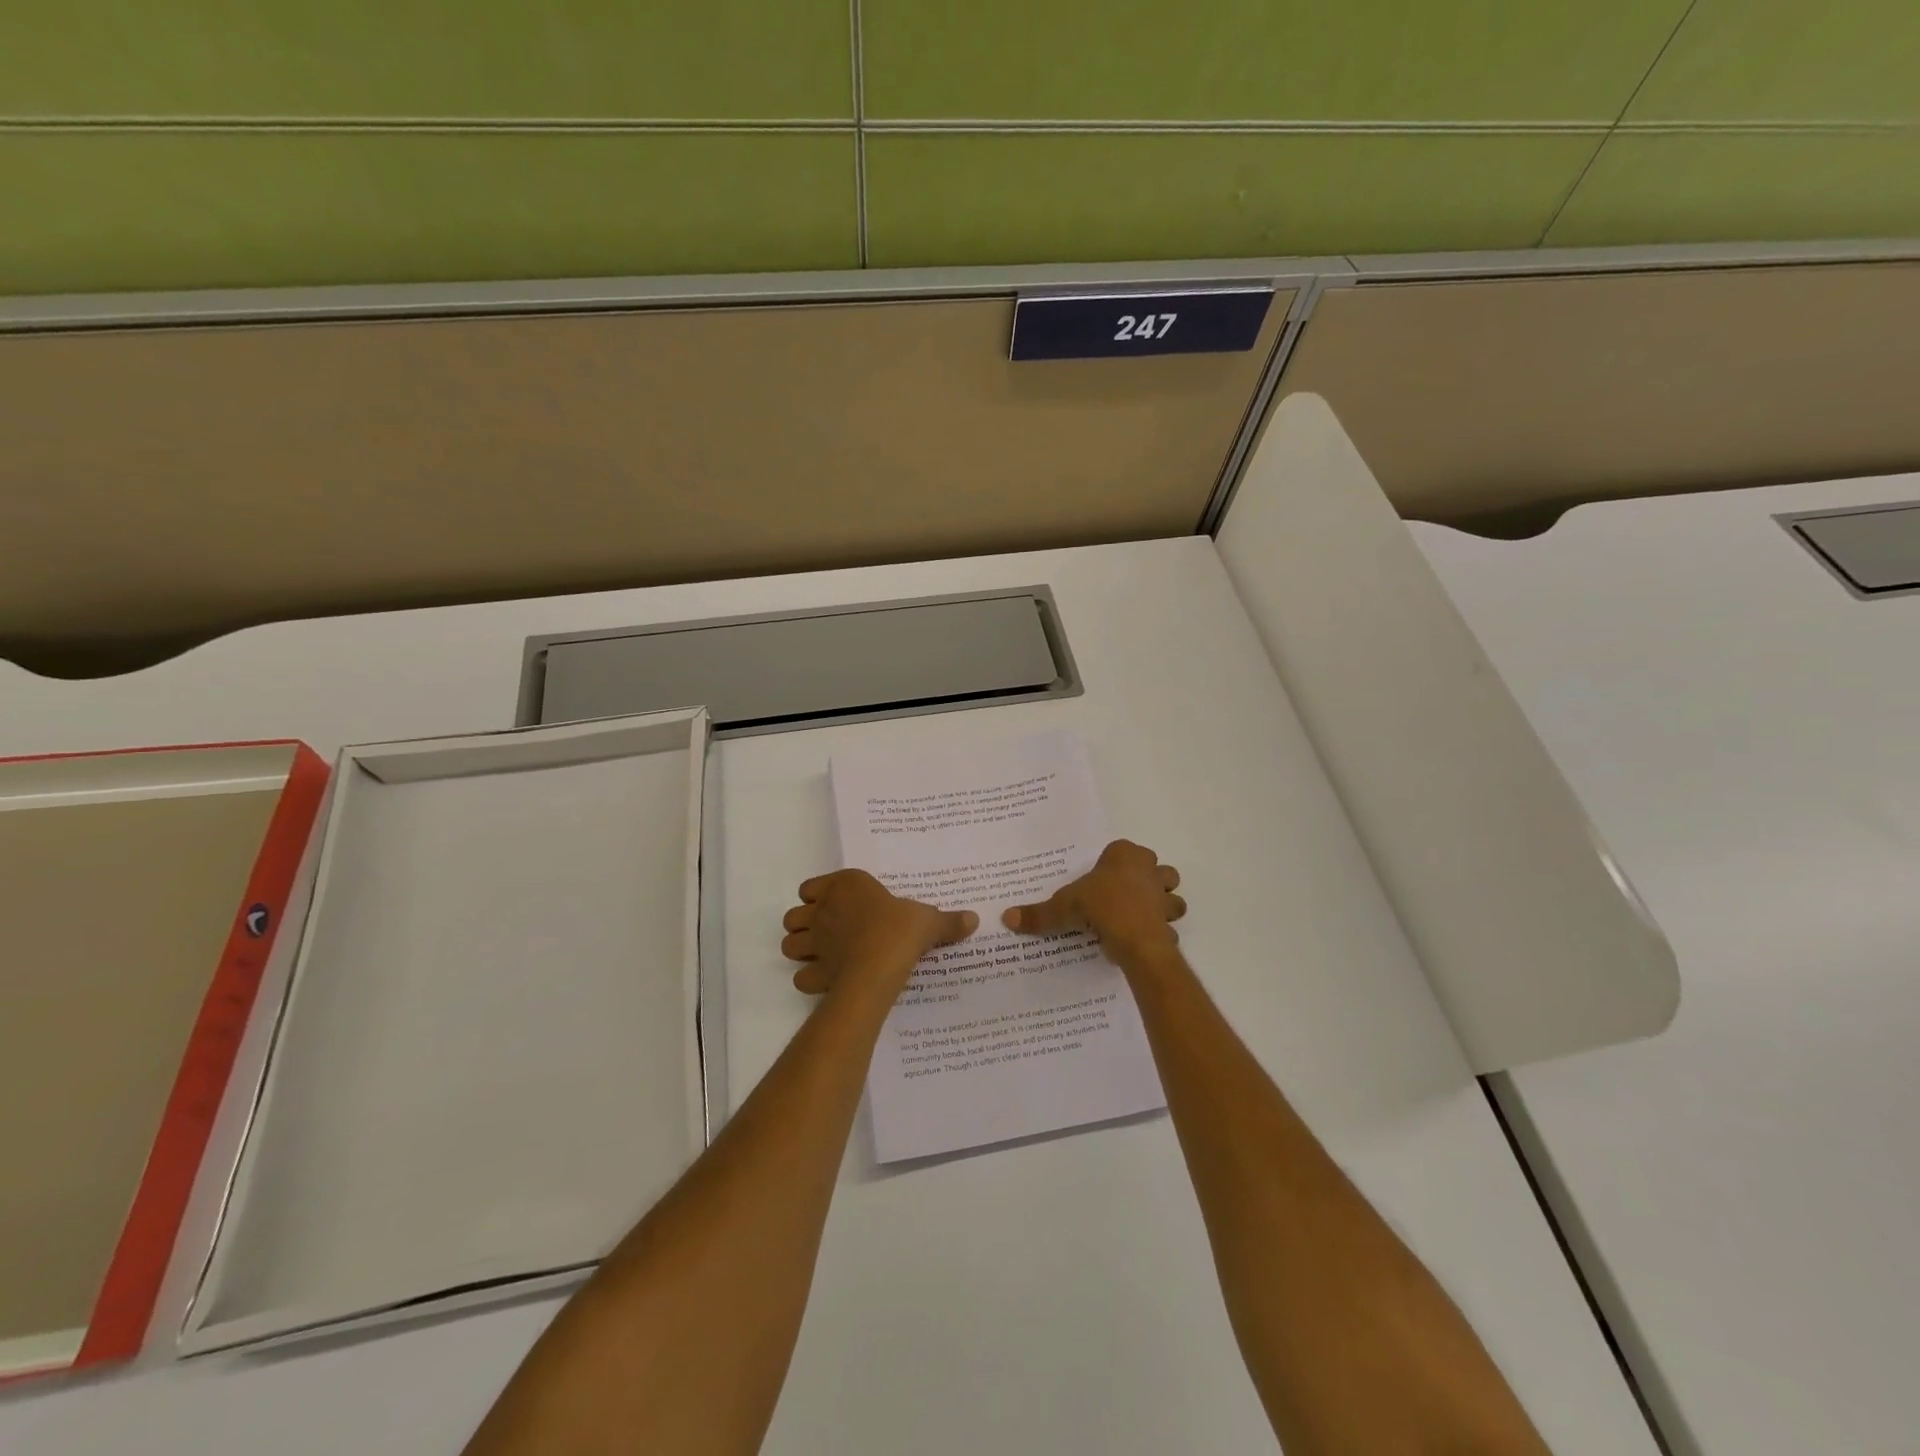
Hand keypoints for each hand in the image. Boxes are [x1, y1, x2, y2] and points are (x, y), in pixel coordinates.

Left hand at [781, 869, 978, 1001]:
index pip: (810, 887)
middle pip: (794, 916)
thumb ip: (947, 921)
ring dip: (801, 949)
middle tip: (828, 933)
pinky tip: (828, 981)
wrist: (880, 966)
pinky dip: (810, 979)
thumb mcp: (928, 920)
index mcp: (846, 886)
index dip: (818, 897)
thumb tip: (974, 919)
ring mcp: (815, 943)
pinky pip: (801, 976)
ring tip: (822, 955)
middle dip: (804, 924)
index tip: (837, 905)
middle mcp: (823, 911)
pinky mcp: (814, 973)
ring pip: (789, 944)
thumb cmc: (900, 930)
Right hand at [1002, 839, 1185, 971]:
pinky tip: (1142, 941)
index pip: (1122, 850)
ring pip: (1171, 895)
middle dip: (1147, 879)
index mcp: (1125, 856)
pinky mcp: (1170, 922)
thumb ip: (1038, 913)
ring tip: (1139, 917)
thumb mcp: (1063, 908)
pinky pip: (1168, 925)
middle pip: (1156, 868)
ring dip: (1162, 904)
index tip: (1101, 880)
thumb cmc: (1100, 907)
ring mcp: (1163, 896)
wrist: (1135, 939)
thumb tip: (1006, 917)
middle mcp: (1149, 870)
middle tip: (1123, 896)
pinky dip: (1160, 932)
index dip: (1113, 863)